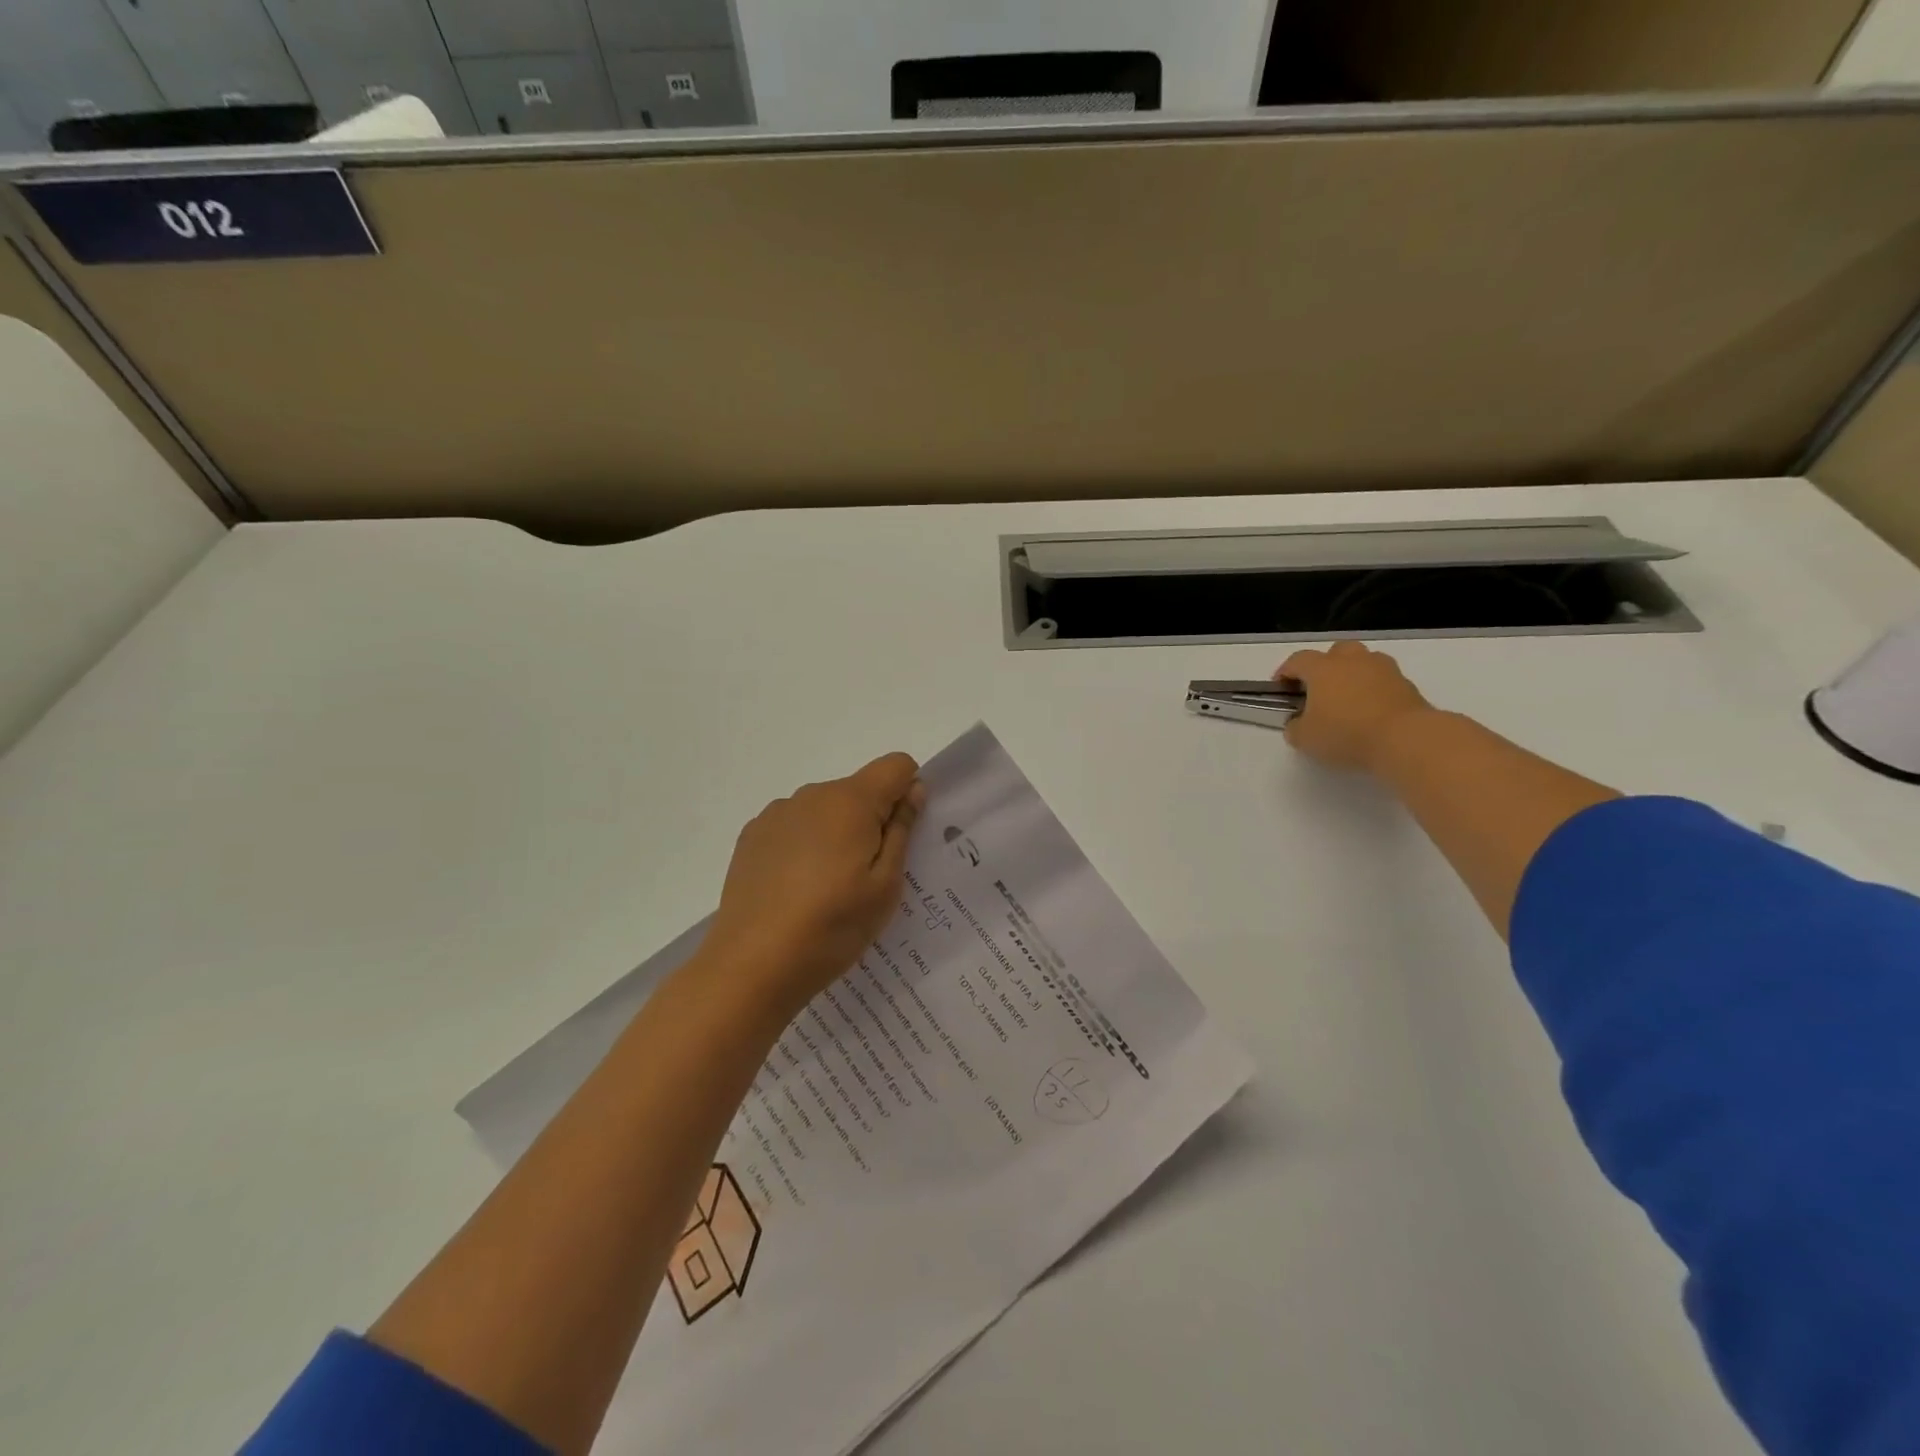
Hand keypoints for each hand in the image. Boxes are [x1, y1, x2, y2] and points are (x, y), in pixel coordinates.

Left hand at [702, 753, 925, 1011]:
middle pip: (859, 790)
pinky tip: (796, 890)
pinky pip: (795, 827)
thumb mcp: (885, 886)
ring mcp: (777, 814)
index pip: (896, 766)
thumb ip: (901, 830)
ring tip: (828, 889)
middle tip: (868, 877)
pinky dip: (806, 846)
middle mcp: (812, 794)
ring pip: (825, 810)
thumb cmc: (832, 926)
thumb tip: (912, 790)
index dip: (908, 793)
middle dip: (872, 820)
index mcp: (850, 801)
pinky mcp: (752, 836)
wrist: (752, 964)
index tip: (903, 836)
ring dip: (837, 833)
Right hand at [1276, 641, 1435, 773]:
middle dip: (1325, 665)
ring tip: (1348, 699)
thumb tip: (1297, 723)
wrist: (1405, 738)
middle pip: (1335, 651)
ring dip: (1353, 674)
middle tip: (1319, 688)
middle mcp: (1352, 660)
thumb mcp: (1305, 739)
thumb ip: (1295, 727)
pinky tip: (1371, 711)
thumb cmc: (1345, 733)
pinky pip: (1383, 680)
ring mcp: (1383, 669)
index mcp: (1322, 668)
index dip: (1286, 671)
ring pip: (1363, 661)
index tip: (1281, 687)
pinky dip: (1374, 689)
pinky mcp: (1406, 684)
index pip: (1297, 660)